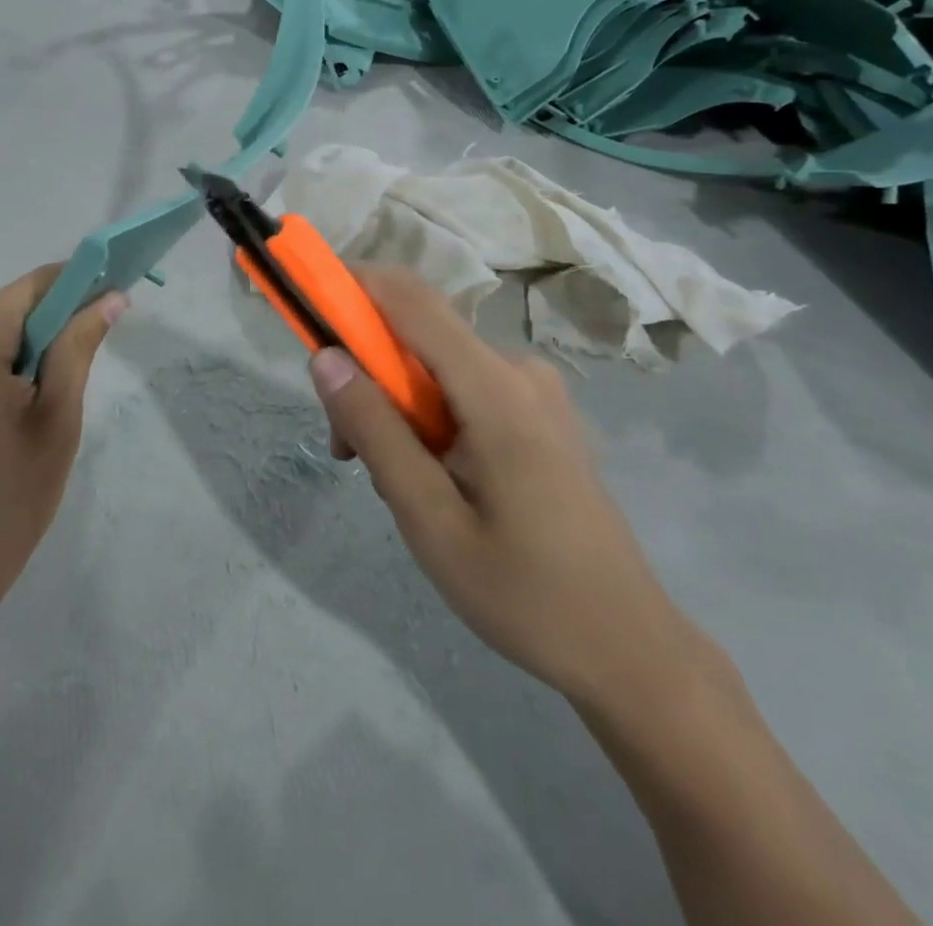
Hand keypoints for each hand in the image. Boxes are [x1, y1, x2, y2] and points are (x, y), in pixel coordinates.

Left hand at [0, 268, 124, 656]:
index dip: (82, 289)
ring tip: (17, 423)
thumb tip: (110, 298)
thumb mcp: (54, 427)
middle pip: (8, 309)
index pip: (39, 285)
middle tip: (59, 399)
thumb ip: (78, 350)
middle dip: (44, 337)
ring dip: (12, 358)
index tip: (114, 309)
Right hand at [309, 268, 697, 703]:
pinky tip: (430, 478)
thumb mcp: (429, 518)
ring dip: (395, 405)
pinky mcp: (540, 414)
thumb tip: (325, 357)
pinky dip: (428, 416)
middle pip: (419, 336)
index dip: (354, 284)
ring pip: (437, 368)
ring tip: (388, 483)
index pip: (411, 301)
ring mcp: (536, 391)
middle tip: (344, 449)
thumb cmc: (524, 592)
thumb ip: (376, 431)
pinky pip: (465, 389)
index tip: (305, 297)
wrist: (627, 647)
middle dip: (367, 373)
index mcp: (496, 388)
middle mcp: (519, 370)